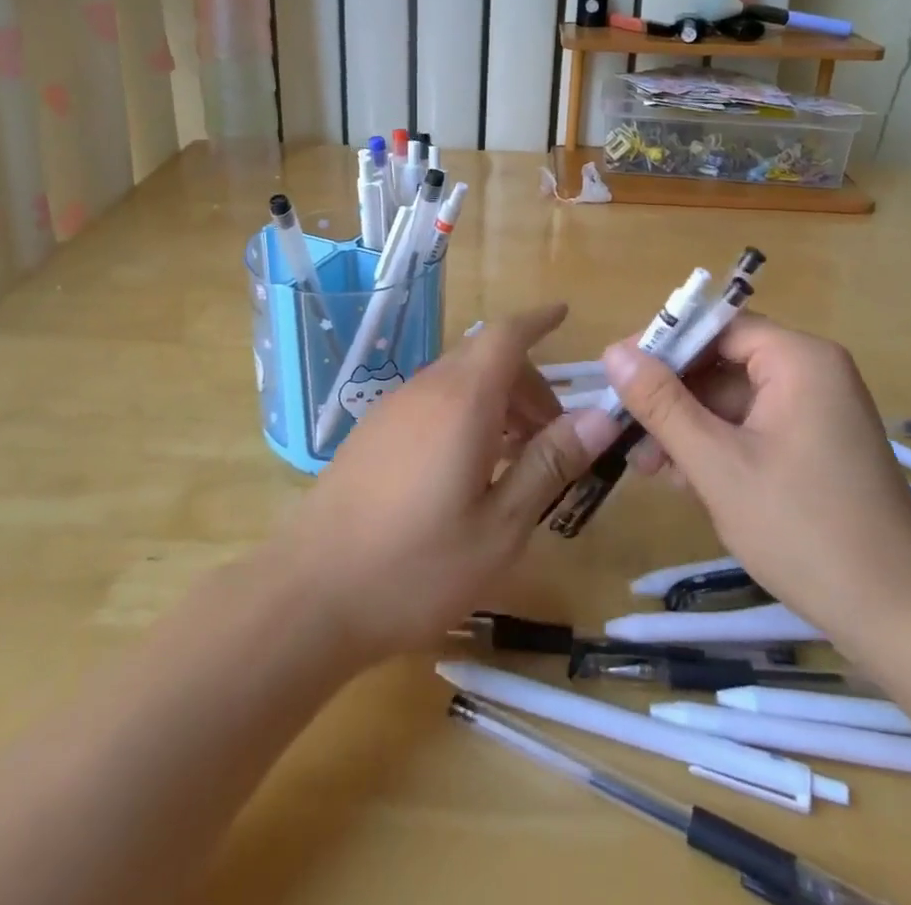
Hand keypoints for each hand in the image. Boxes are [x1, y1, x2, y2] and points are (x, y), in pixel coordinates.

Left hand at [272, 305, 624, 664]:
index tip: (565, 315)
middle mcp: (425, 390)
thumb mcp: (500, 527)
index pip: (506, 335)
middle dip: (527, 381)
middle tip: (555, 435)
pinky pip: (431, 402)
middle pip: (485, 357)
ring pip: (457, 380)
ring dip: (496, 401)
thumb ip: (549, 465)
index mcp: (461, 401)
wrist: (311, 594)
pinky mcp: (372, 432)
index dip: (538, 320)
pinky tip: (469, 469)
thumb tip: (599, 418)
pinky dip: (465, 414)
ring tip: (518, 458)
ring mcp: (392, 409)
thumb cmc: (416, 566)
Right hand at [603, 314, 910, 643]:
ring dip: (688, 426)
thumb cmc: (805, 530)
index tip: (618, 374)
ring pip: (732, 399)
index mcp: (798, 360)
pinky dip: (717, 445)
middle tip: (626, 430)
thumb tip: (613, 352)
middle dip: (672, 396)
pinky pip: (753, 426)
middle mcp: (811, 373)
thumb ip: (662, 404)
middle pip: (722, 362)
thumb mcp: (718, 464)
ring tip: (648, 466)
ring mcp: (816, 410)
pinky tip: (684, 480)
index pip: (716, 326)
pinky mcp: (815, 444)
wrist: (902, 617)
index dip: (663, 344)